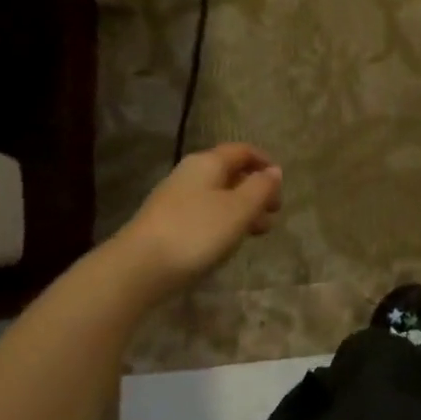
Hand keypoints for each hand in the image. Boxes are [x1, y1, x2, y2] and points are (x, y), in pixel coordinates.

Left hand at [108, 144, 282, 298]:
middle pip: (230, 174)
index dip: (265, 162)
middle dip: (256, 191)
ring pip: (218, 196)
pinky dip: (223, 222)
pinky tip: (227, 243)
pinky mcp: (166, 223)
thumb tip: (274, 170)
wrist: (138, 268)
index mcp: (208, 163)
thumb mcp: (239, 209)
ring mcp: (175, 199)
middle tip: (274, 213)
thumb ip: (260, 188)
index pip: (242, 151)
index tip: (282, 184)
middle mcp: (190, 174)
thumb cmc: (196, 232)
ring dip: (242, 210)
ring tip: (258, 233)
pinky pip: (203, 214)